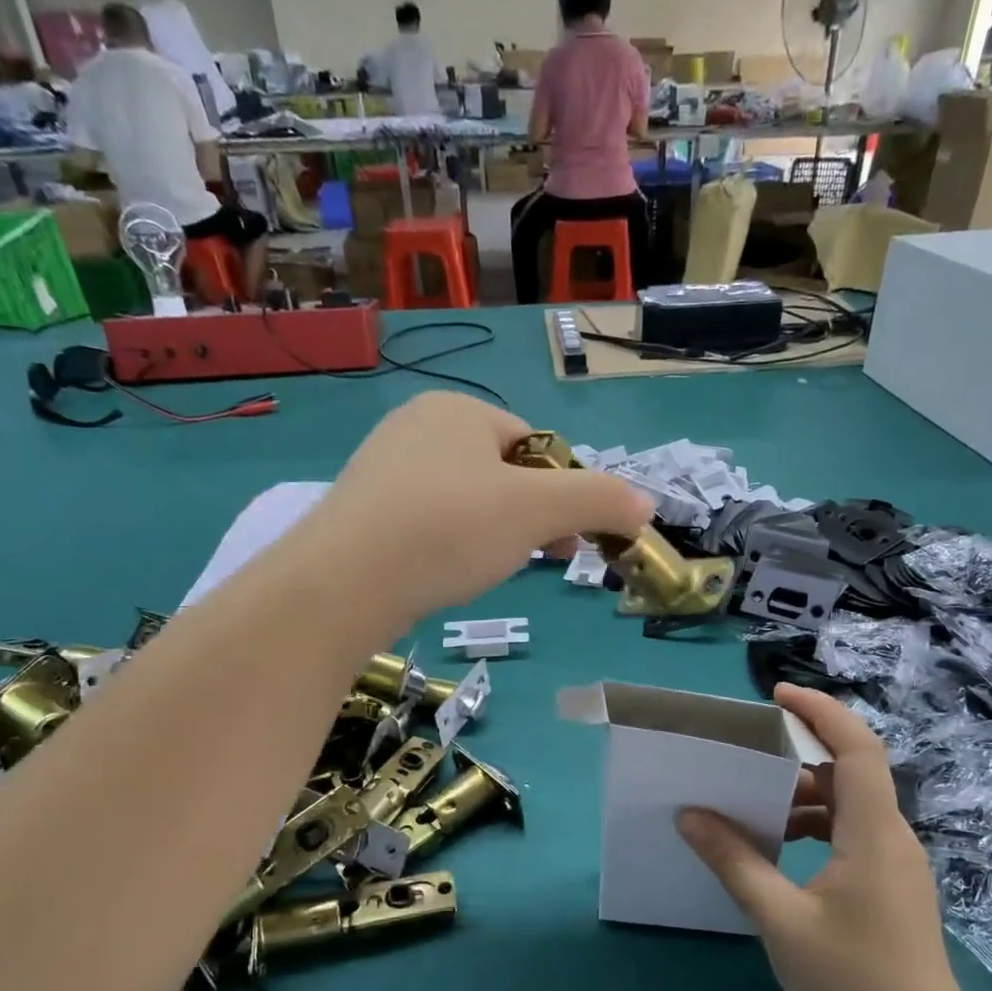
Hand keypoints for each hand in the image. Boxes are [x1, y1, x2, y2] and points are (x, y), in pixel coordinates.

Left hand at [308, 391, 651, 618]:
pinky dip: (449, 544)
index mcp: (459, 409)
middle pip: (501, 473)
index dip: (562, 492)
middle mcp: (417, 425)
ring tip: (488, 570)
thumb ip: (599, 500)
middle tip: (539, 559)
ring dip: (492, 533)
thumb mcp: (540, 511)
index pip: (535, 445)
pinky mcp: (362, 510)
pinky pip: (427, 520)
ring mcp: (383, 467)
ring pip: (464, 499)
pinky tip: (446, 572)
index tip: (567, 539)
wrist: (345, 581)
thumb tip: (646, 505)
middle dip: (529, 516)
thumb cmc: (450, 529)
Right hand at [677, 684, 973, 990]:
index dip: (822, 712)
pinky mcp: (892, 886)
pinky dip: (814, 826)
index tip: (776, 696)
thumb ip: (734, 861)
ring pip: (849, 804)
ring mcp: (896, 863)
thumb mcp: (780, 920)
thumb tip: (690, 815)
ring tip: (752, 804)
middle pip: (851, 771)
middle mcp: (892, 836)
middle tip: (746, 750)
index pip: (857, 748)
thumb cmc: (852, 984)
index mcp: (874, 833)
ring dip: (803, 795)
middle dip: (800, 752)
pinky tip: (779, 849)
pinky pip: (851, 833)